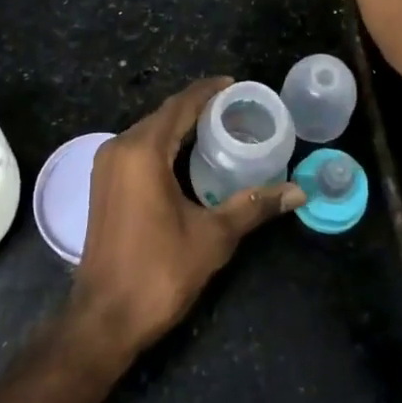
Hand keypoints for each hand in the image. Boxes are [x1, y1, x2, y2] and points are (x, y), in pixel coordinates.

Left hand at [70, 77, 304, 360]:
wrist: (104, 317)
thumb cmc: (159, 272)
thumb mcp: (213, 237)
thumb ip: (253, 207)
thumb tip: (298, 192)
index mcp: (142, 151)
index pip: (180, 106)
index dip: (207, 91)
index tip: (235, 85)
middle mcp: (119, 148)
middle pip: (163, 116)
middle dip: (196, 108)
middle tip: (235, 109)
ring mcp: (106, 166)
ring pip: (148, 132)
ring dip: (179, 127)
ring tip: (217, 128)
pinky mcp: (103, 184)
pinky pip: (137, 149)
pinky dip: (163, 145)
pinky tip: (187, 157)